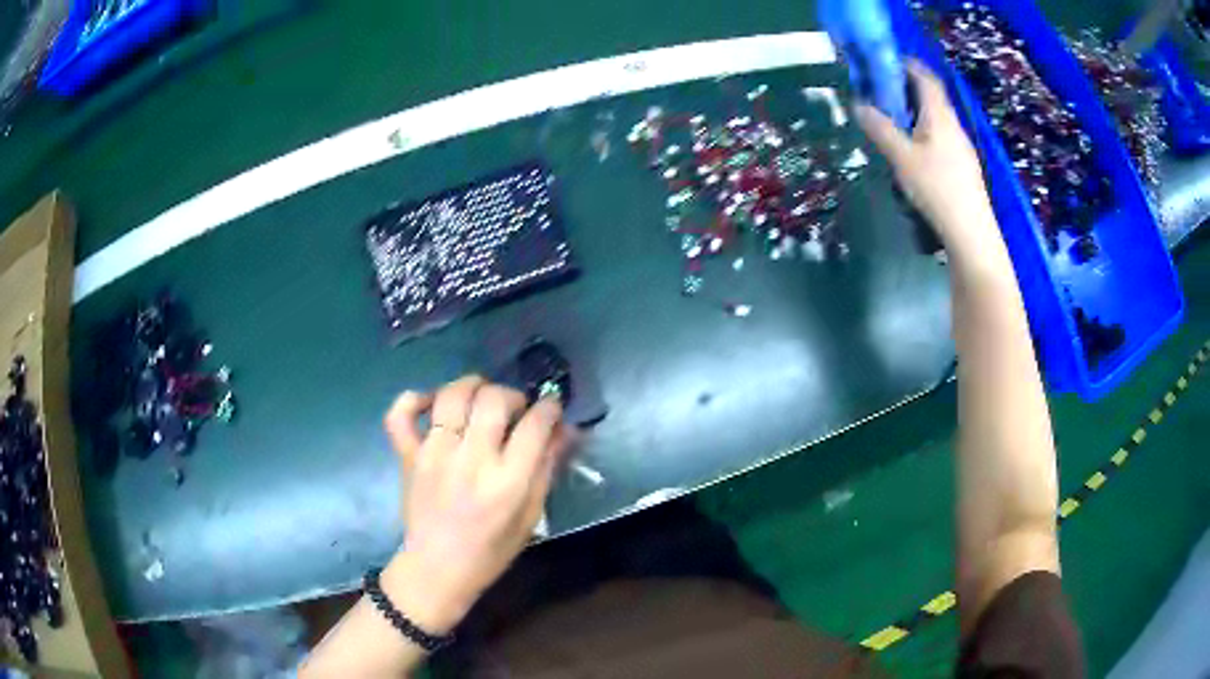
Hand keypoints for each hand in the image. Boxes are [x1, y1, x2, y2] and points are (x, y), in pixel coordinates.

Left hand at [381, 376, 569, 633]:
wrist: (436, 569)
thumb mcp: (530, 516)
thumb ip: (547, 469)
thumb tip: (563, 430)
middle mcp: (470, 460)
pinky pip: (400, 414)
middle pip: (494, 399)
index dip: (549, 408)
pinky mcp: (407, 456)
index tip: (550, 408)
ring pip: (451, 396)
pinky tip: (431, 405)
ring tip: (480, 397)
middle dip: (512, 395)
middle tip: (514, 410)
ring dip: (471, 386)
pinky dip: (413, 399)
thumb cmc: (490, 551)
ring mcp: (433, 454)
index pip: (536, 424)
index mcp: (507, 482)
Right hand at [856, 61, 1003, 258]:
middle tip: (881, 94)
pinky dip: (924, 131)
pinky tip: (914, 151)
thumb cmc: (937, 189)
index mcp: (939, 115)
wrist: (971, 232)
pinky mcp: (964, 165)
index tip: (883, 63)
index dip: (906, 64)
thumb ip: (879, 128)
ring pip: (936, 118)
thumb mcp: (901, 158)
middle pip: (931, 96)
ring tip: (893, 123)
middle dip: (906, 89)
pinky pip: (941, 136)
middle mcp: (953, 124)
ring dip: (915, 112)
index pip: (925, 77)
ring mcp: (962, 146)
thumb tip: (858, 104)